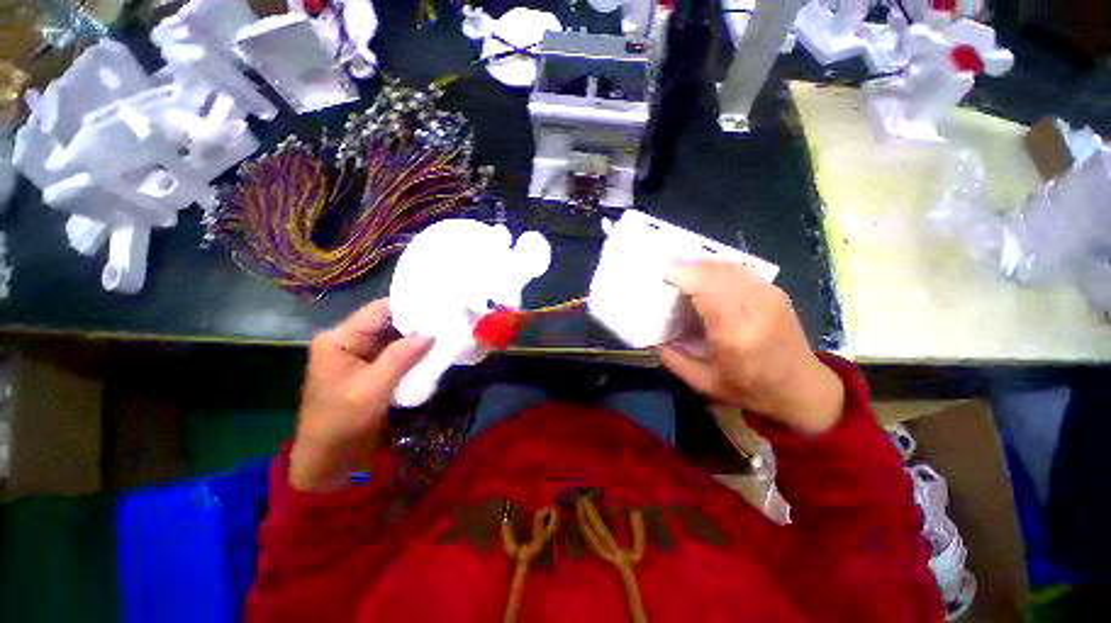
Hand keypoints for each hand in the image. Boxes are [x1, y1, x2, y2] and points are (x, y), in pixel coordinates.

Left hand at [290, 299, 432, 491]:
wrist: (328, 460)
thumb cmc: (341, 423)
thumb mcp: (372, 388)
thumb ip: (400, 357)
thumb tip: (431, 333)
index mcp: (340, 339)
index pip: (378, 311)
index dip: (409, 307)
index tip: (439, 307)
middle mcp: (350, 341)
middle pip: (389, 323)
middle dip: (418, 324)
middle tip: (449, 321)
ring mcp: (361, 356)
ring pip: (395, 338)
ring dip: (418, 339)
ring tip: (448, 333)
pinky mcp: (372, 370)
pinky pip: (396, 354)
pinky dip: (414, 354)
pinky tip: (434, 352)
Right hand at [659, 261, 844, 435]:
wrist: (803, 389)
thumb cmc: (751, 389)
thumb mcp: (704, 383)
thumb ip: (674, 360)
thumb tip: (654, 338)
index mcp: (735, 333)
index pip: (706, 289)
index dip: (682, 275)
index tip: (661, 273)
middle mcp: (755, 307)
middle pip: (716, 271)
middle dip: (688, 265)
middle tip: (667, 270)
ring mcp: (769, 296)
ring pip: (728, 266)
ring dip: (702, 264)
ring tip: (682, 270)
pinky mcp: (775, 292)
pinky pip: (740, 270)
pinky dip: (717, 268)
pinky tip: (705, 275)